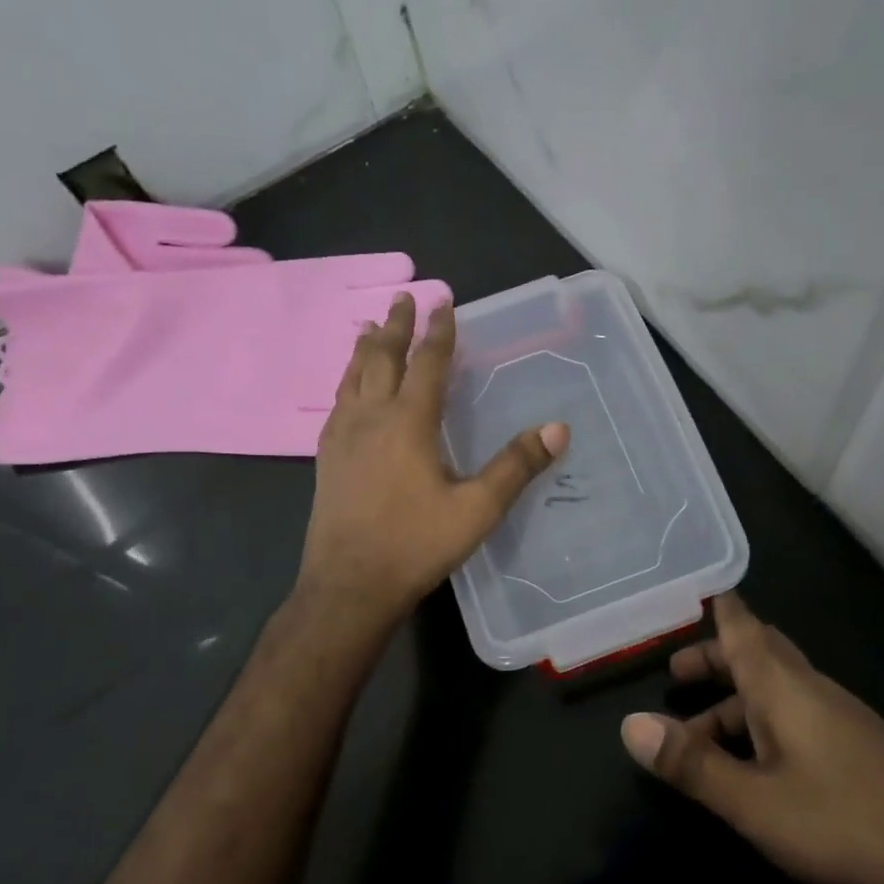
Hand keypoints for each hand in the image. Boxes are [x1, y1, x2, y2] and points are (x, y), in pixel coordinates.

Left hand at [296, 293, 569, 624]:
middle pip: (381, 358)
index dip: (438, 332)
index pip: (427, 363)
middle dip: (395, 326)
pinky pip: (336, 403)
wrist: (348, 585)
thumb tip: (558, 428)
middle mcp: (371, 418)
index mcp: (408, 422)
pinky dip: (346, 381)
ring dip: (365, 348)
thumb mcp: (477, 509)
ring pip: (352, 377)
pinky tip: (347, 390)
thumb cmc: (415, 544)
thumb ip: (516, 466)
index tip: (443, 302)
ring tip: (370, 328)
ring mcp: (341, 437)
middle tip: (403, 298)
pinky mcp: (326, 459)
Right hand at [620, 592, 883, 883]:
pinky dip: (761, 725)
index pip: (743, 628)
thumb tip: (629, 724)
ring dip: (733, 701)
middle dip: (716, 657)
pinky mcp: (855, 749)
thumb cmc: (846, 822)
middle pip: (757, 654)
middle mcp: (809, 689)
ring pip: (775, 691)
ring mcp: (837, 718)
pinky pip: (795, 717)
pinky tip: (755, 767)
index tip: (695, 591)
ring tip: (696, 736)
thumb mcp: (755, 802)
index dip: (719, 608)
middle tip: (676, 672)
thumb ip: (692, 764)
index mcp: (782, 686)